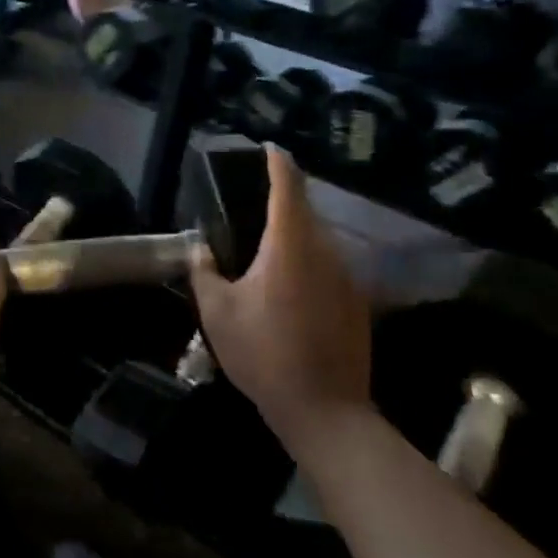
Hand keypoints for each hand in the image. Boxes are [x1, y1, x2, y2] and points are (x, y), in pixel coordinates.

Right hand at [190, 146, 370, 448]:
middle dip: (283, 198)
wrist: (325, 410)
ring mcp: (347, 276)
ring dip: (295, 232)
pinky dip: (309, 259)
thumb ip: (204, 272)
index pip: (288, 186)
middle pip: (306, 209)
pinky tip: (289, 286)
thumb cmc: (264, 354)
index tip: (268, 148)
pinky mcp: (357, 300)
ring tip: (266, 245)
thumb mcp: (217, 313)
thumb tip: (200, 248)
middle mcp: (324, 250)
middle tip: (252, 202)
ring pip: (319, 238)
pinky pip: (329, 264)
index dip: (278, 162)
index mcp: (289, 244)